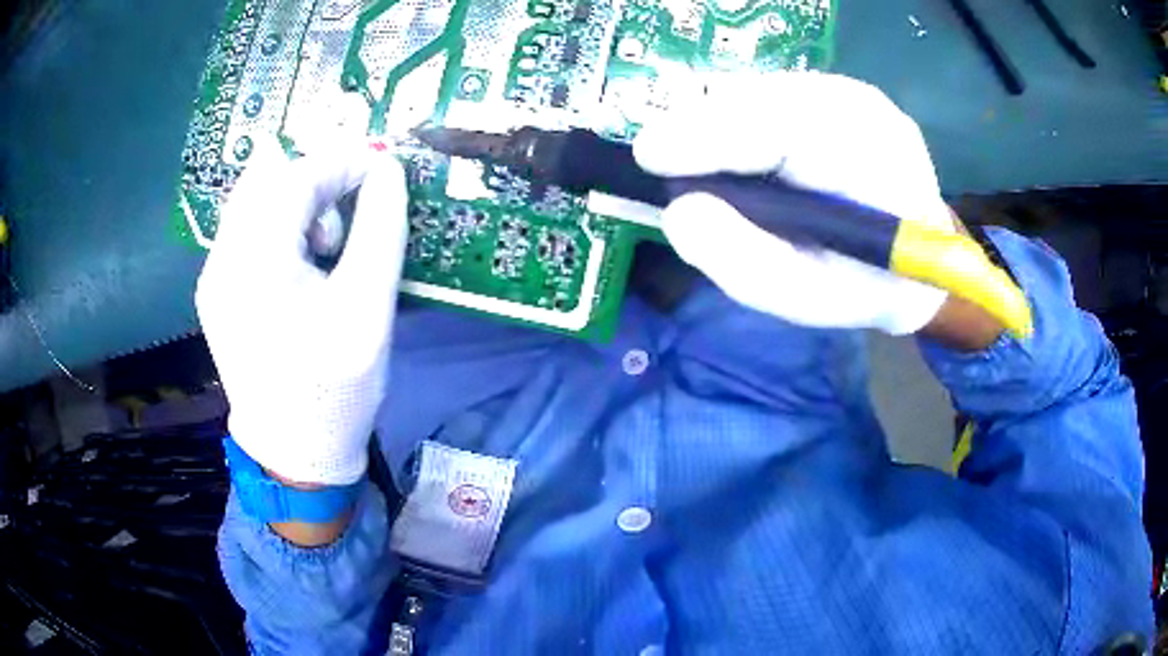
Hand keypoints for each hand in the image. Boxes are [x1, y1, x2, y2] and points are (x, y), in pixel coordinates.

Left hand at [196, 141, 407, 485]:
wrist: (293, 452)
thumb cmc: (336, 388)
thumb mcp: (369, 308)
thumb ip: (381, 228)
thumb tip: (388, 169)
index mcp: (256, 265)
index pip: (296, 177)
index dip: (343, 160)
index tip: (383, 166)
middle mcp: (221, 260)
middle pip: (267, 179)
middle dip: (317, 179)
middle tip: (351, 214)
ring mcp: (212, 275)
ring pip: (253, 200)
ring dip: (295, 202)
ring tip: (325, 246)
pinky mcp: (214, 290)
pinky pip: (245, 229)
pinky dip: (278, 225)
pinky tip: (299, 263)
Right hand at [633, 72, 953, 334]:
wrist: (917, 259)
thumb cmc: (866, 286)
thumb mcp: (807, 297)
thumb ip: (745, 263)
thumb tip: (681, 211)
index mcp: (873, 159)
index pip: (779, 127)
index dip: (708, 137)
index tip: (650, 157)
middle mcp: (861, 105)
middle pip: (757, 99)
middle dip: (706, 132)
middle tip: (679, 173)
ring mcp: (848, 90)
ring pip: (755, 92)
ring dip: (720, 129)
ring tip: (719, 173)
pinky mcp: (832, 90)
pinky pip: (764, 96)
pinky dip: (738, 125)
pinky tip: (748, 160)